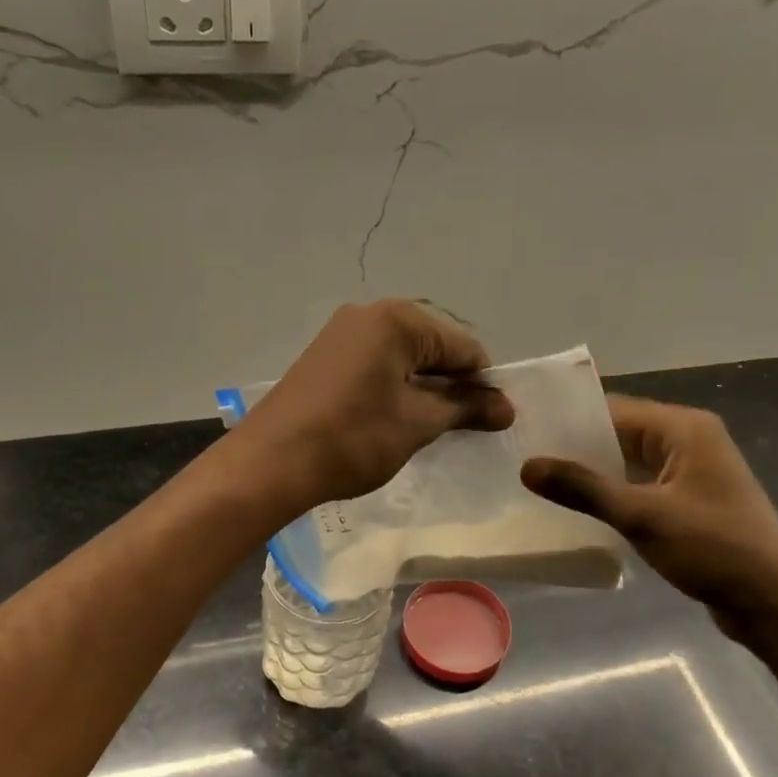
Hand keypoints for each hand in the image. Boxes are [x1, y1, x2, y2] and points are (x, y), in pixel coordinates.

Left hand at [231, 301, 514, 513]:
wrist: (270, 463)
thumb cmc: (353, 438)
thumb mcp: (417, 423)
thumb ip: (465, 408)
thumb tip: (507, 407)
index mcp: (397, 319)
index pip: (463, 345)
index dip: (483, 383)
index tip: (492, 420)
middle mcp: (369, 314)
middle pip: (433, 345)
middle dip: (453, 383)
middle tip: (461, 427)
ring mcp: (342, 333)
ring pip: (404, 356)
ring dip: (425, 387)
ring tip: (430, 427)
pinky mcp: (325, 357)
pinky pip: (377, 363)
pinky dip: (396, 387)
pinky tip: (396, 418)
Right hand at [521, 396, 777, 642]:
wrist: (776, 602)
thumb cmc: (714, 549)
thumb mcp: (643, 516)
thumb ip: (583, 488)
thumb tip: (527, 466)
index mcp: (683, 429)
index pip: (614, 409)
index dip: (569, 420)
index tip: (525, 434)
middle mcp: (688, 441)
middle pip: (620, 433)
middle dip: (576, 449)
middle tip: (524, 461)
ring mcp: (690, 473)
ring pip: (628, 463)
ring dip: (592, 474)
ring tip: (541, 485)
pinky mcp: (689, 503)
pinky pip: (640, 487)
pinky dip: (612, 495)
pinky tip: (579, 511)